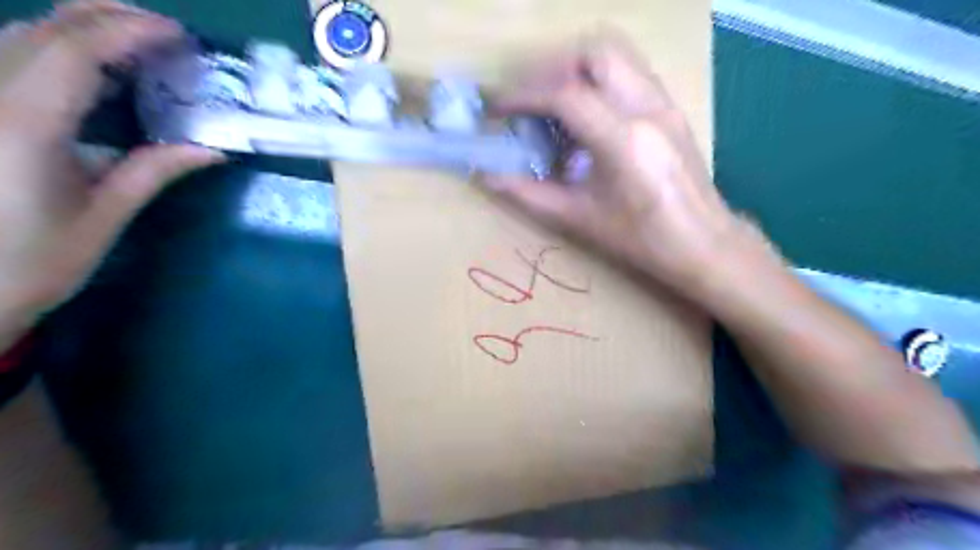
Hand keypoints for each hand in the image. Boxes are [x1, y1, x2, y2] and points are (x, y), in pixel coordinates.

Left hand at [0, 0, 222, 347]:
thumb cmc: (35, 260)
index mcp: (26, 125)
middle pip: (46, 29)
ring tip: (139, 40)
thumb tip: (213, 150)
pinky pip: (15, 57)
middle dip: (108, 16)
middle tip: (166, 31)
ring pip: (23, 34)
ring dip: (84, 27)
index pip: (78, 51)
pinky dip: (62, 49)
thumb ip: (154, 171)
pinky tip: (98, 67)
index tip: (179, 36)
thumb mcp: (105, 216)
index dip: (130, 32)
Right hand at [485, 32, 751, 297]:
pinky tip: (584, 115)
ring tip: (550, 102)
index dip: (522, 95)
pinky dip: (597, 79)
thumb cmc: (642, 240)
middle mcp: (647, 109)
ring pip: (616, 53)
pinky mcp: (670, 107)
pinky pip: (628, 71)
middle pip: (594, 52)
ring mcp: (664, 103)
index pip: (566, 94)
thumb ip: (529, 194)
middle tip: (526, 99)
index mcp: (624, 141)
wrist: (704, 243)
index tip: (497, 108)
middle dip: (550, 67)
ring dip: (575, 67)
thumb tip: (486, 177)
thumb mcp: (579, 219)